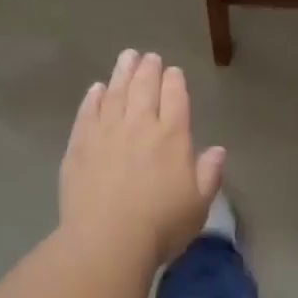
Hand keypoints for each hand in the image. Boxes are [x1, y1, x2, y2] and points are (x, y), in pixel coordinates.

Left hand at [60, 49, 224, 269]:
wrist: (107, 240)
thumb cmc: (161, 225)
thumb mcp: (199, 205)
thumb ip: (209, 174)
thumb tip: (217, 150)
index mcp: (173, 137)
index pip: (175, 98)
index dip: (174, 82)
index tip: (173, 71)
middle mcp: (139, 126)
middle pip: (144, 88)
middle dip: (148, 69)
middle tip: (148, 57)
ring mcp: (106, 133)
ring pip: (115, 93)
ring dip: (122, 73)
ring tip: (126, 58)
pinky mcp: (79, 146)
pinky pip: (87, 113)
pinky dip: (93, 97)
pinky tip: (96, 89)